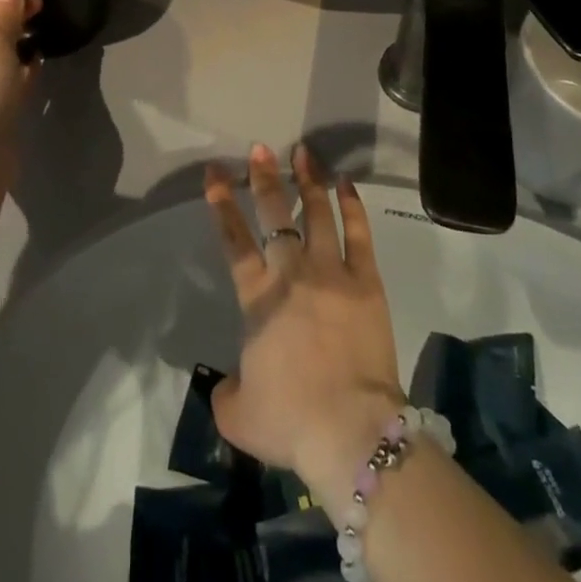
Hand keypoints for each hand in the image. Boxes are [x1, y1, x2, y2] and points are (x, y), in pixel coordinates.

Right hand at [204, 144, 403, 506]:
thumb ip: (226, 392)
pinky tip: (346, 183)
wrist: (350, 432)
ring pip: (318, 213)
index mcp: (257, 298)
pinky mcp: (366, 282)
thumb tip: (228, 384)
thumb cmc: (291, 421)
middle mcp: (292, 273)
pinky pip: (359, 233)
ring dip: (309, 180)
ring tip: (303, 152)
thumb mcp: (238, 414)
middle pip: (275, 215)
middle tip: (259, 149)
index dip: (221, 204)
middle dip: (264, 178)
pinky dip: (352, 205)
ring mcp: (332, 272)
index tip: (215, 174)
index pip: (234, 240)